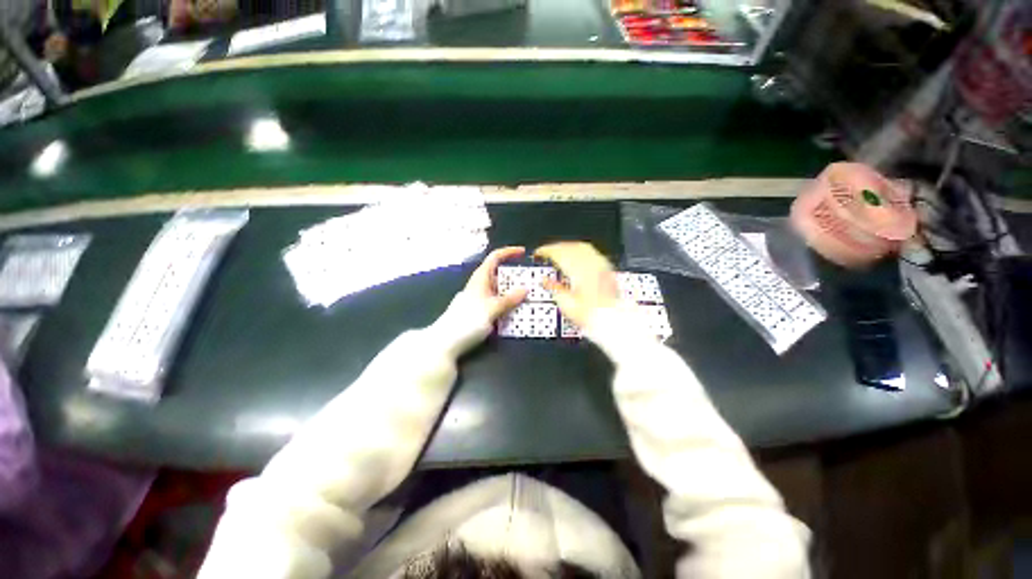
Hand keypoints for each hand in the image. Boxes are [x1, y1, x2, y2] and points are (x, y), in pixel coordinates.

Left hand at [464, 246, 528, 321]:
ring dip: (513, 292)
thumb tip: (526, 288)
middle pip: (500, 274)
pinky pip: (498, 302)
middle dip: (516, 276)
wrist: (447, 341)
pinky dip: (508, 304)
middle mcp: (480, 285)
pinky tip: (518, 312)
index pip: (495, 257)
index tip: (523, 253)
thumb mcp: (492, 308)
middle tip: (533, 282)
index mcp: (481, 277)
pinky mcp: (480, 310)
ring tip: (530, 298)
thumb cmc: (468, 320)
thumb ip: (510, 299)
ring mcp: (480, 298)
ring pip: (500, 290)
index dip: (509, 252)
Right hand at [535, 242, 619, 327]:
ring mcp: (601, 265)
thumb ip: (554, 289)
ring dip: (567, 248)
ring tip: (559, 253)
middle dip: (556, 248)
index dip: (546, 251)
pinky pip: (591, 252)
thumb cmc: (592, 316)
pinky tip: (577, 258)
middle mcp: (591, 264)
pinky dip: (580, 251)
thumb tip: (545, 281)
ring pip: (582, 247)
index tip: (539, 253)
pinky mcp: (607, 269)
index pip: (559, 253)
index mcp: (579, 271)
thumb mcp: (567, 305)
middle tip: (546, 253)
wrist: (613, 321)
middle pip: (570, 247)